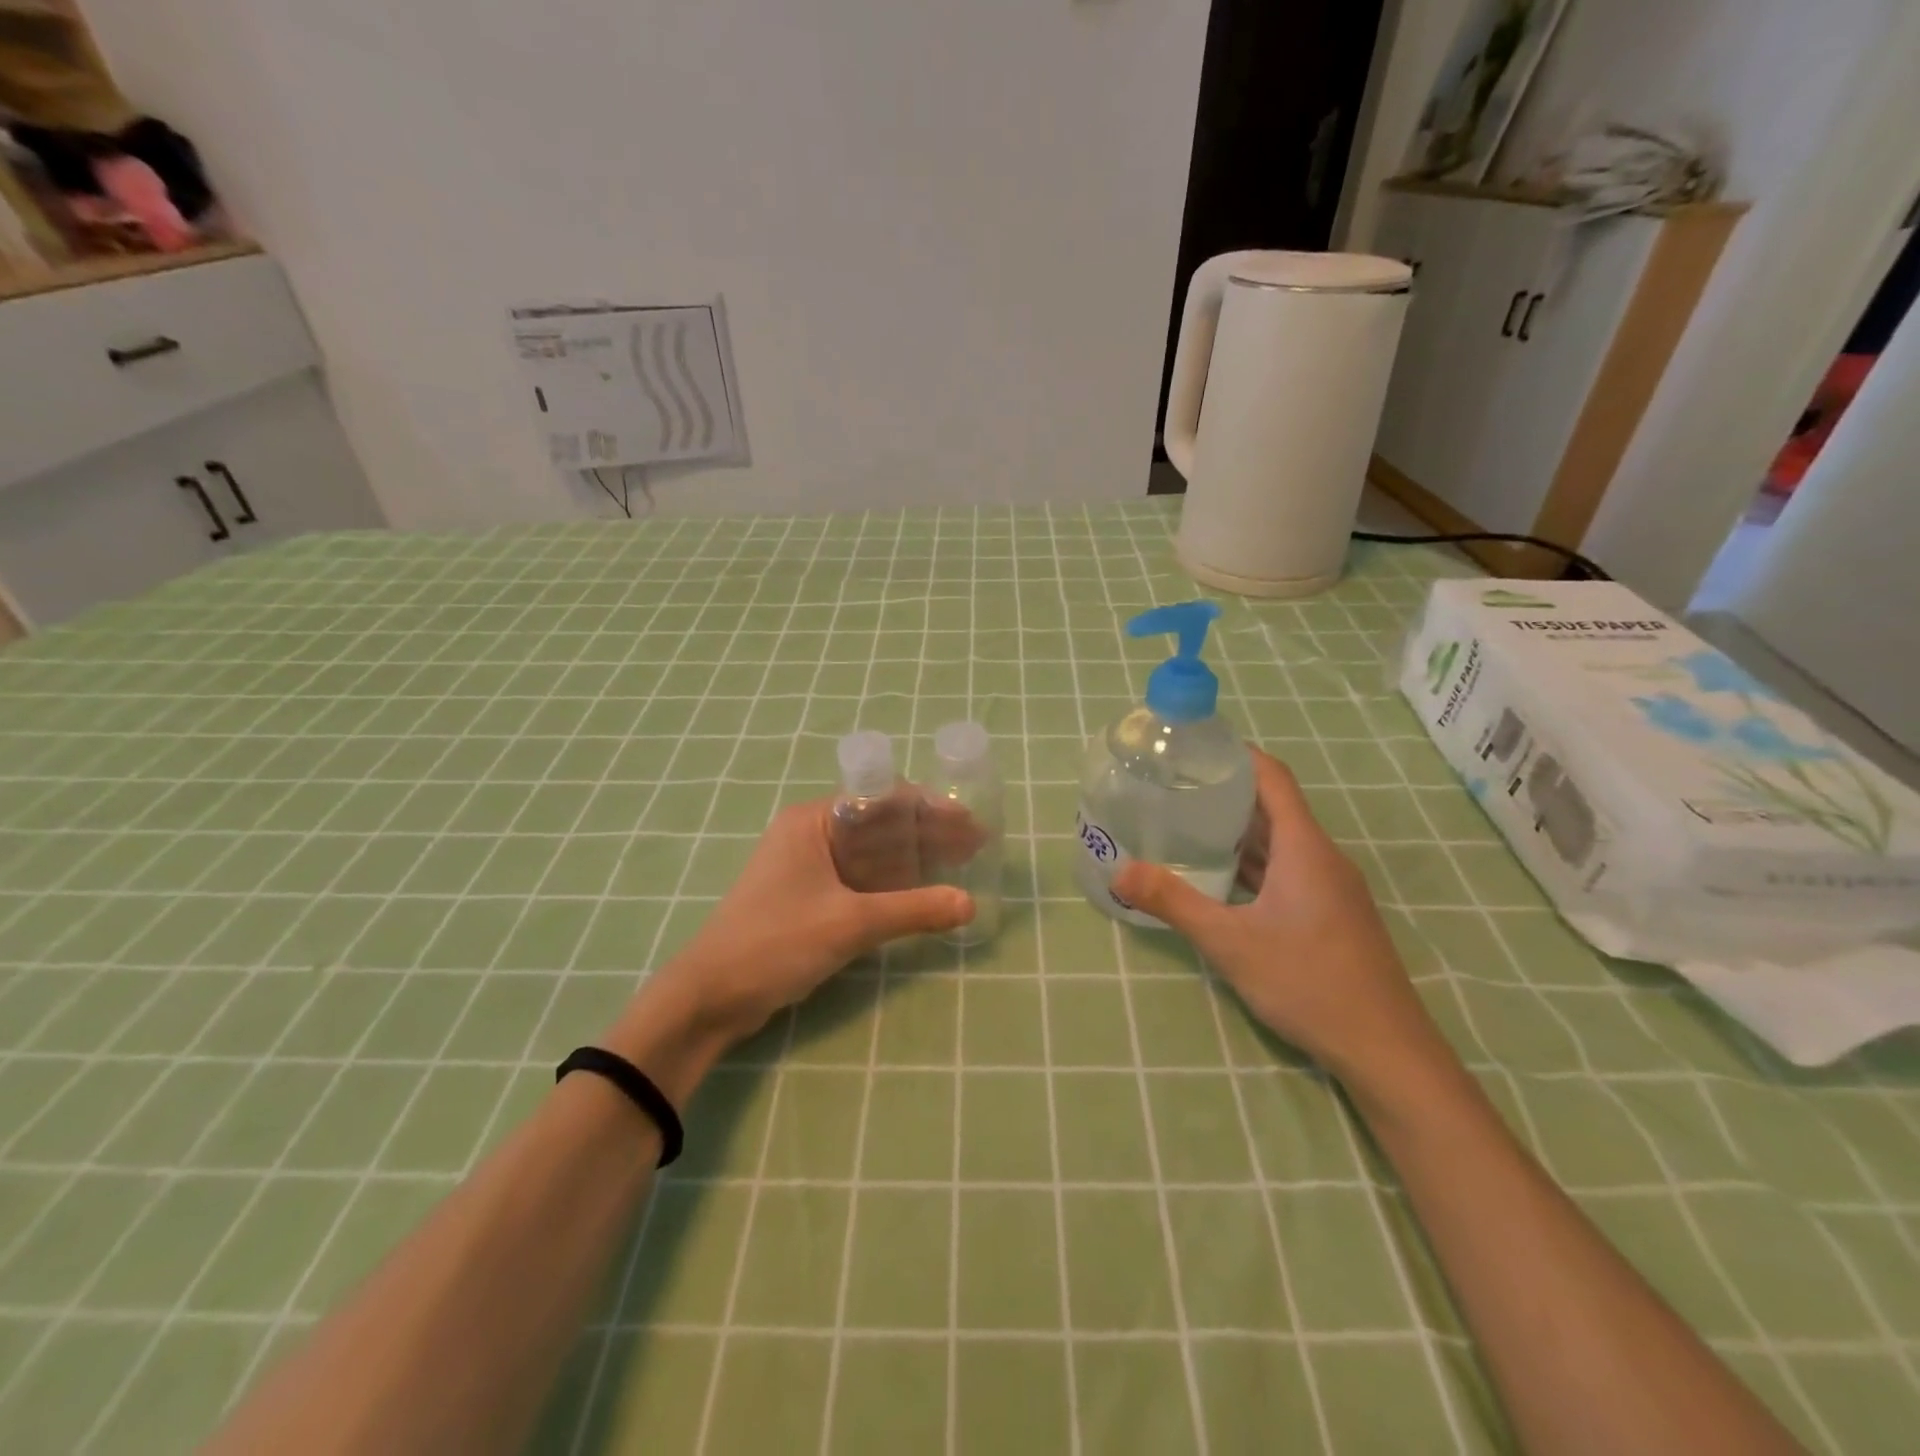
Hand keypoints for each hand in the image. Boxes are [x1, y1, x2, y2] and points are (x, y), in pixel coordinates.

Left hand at [639, 798, 974, 1045]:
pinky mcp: (810, 897)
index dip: (930, 808)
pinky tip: (924, 893)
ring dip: (914, 859)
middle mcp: (812, 833)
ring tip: (961, 866)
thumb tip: (970, 904)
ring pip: (873, 853)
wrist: (710, 997)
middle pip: (881, 824)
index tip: (970, 822)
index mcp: (814, 820)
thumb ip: (913, 911)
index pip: (883, 797)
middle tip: (975, 846)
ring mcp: (809, 866)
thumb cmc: (775, 943)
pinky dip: (893, 884)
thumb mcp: (850, 924)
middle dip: (928, 834)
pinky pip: (861, 879)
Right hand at [1111, 749, 1447, 1087]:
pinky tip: (1220, 880)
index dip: (1237, 755)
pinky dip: (1253, 865)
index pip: (1273, 778)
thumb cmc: (1309, 983)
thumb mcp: (1230, 942)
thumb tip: (1119, 872)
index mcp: (1305, 848)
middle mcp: (1321, 858)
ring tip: (1187, 827)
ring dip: (1238, 832)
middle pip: (1274, 808)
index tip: (1195, 749)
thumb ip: (1174, 902)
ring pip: (1280, 844)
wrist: (1386, 1051)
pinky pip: (1287, 871)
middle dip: (1226, 793)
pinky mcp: (1331, 914)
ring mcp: (1330, 888)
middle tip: (1174, 788)